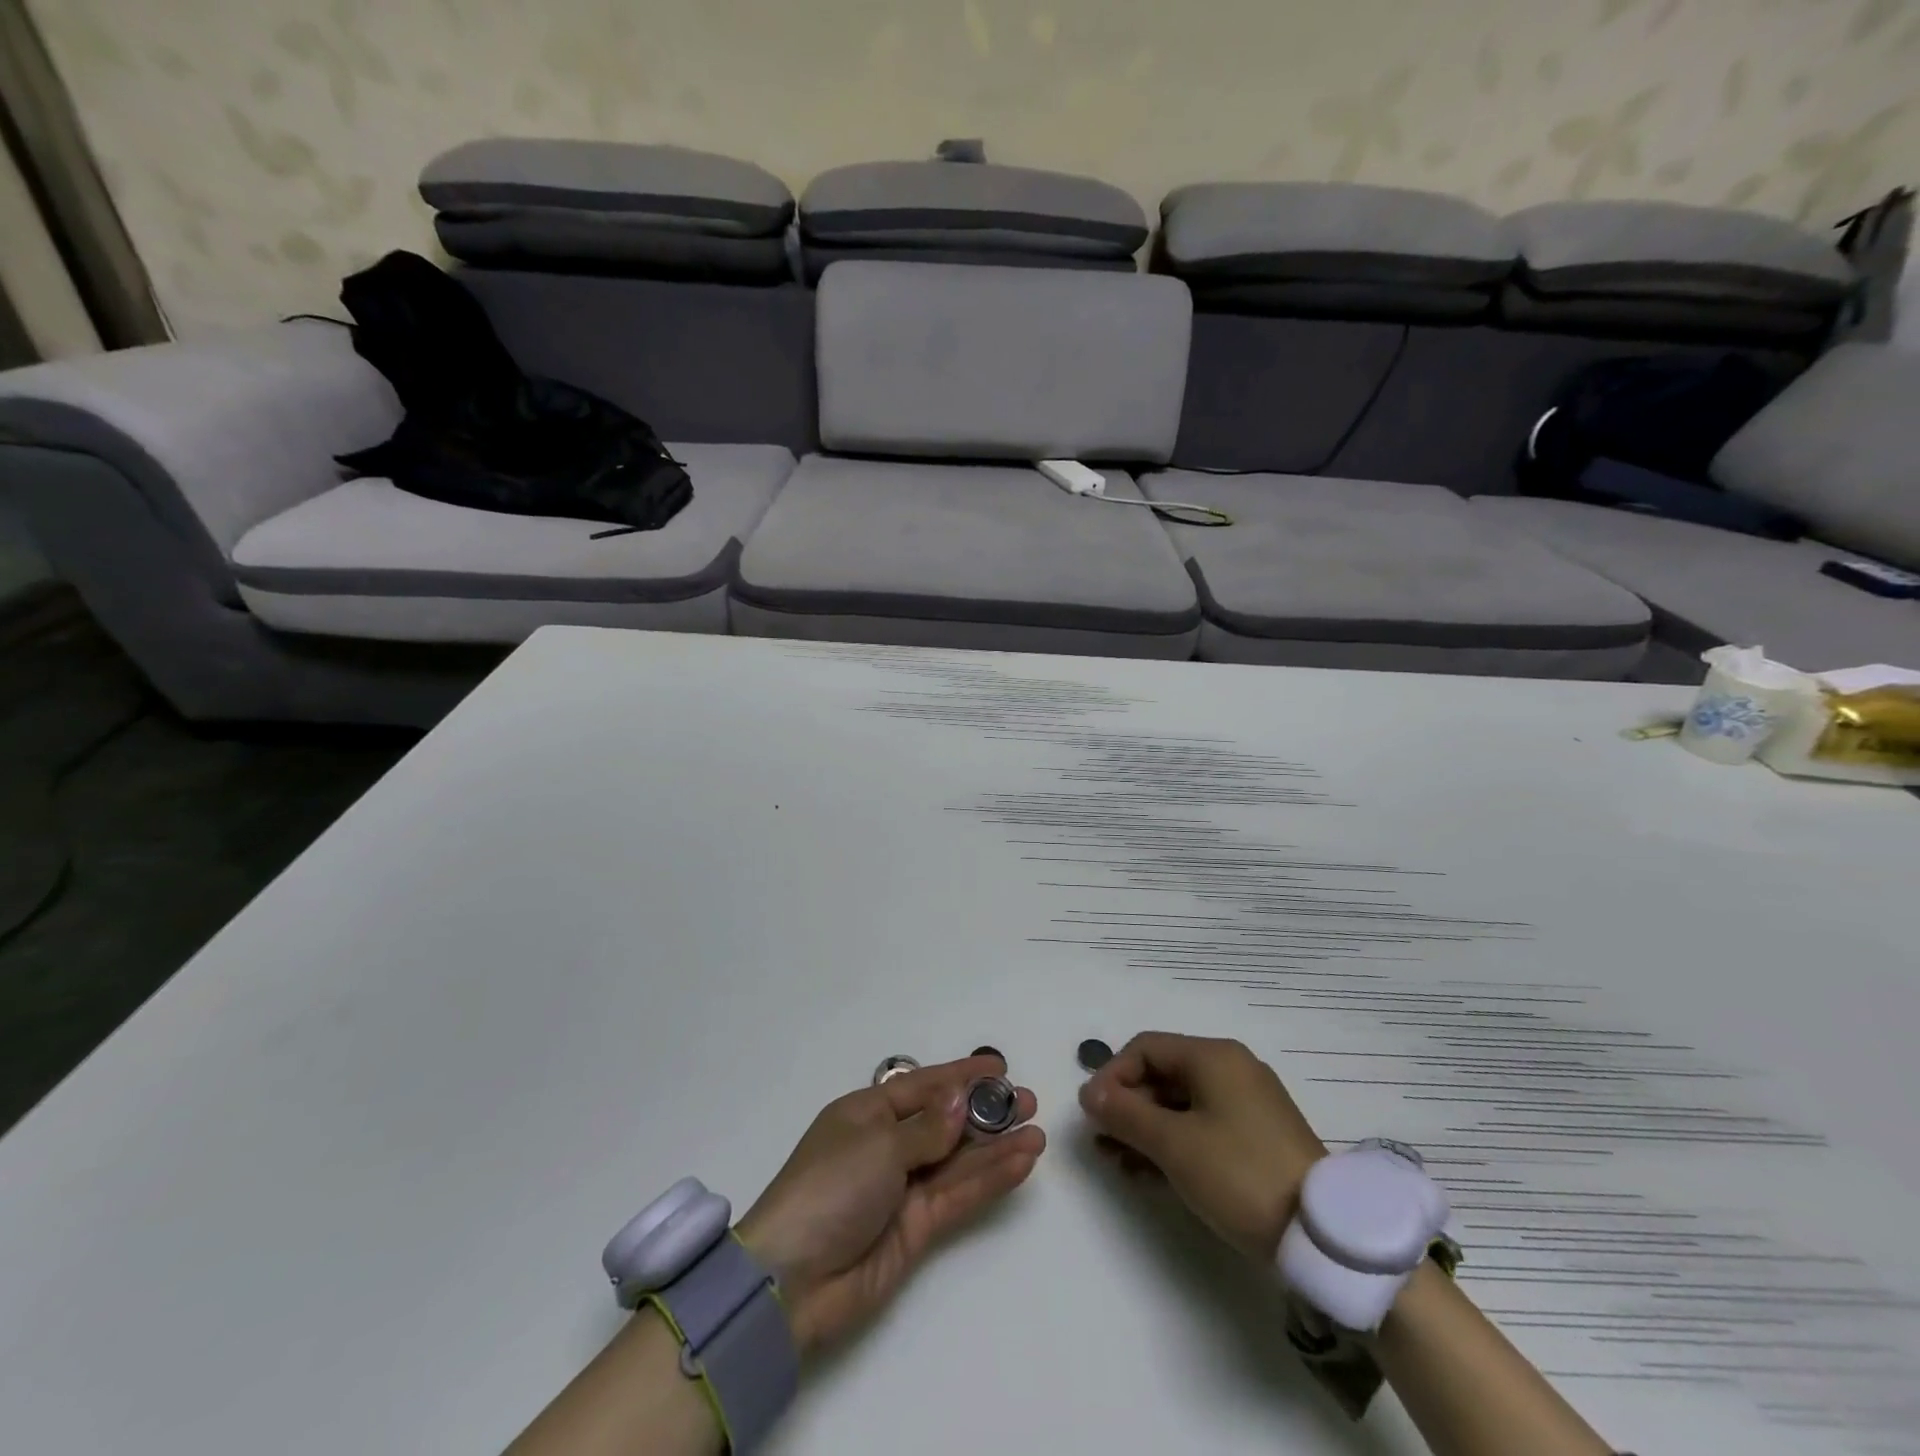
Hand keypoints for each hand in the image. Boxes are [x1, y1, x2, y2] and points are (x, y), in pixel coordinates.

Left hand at [735, 1053, 1044, 1356]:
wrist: (793, 1281)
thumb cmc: (829, 1188)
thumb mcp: (877, 1145)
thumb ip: (927, 1128)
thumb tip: (959, 1102)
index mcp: (867, 1113)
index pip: (922, 1086)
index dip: (960, 1076)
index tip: (999, 1067)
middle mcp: (887, 1145)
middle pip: (945, 1122)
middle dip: (986, 1112)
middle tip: (1029, 1102)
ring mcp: (903, 1188)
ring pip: (958, 1160)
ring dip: (996, 1147)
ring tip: (1036, 1134)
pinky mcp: (917, 1228)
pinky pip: (958, 1194)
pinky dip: (989, 1179)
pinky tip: (1020, 1163)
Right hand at [1079, 1032, 1326, 1261]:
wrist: (1323, 1235)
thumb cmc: (1239, 1173)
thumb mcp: (1173, 1144)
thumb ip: (1125, 1113)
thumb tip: (1089, 1093)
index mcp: (1213, 1056)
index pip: (1146, 1048)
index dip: (1112, 1075)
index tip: (1092, 1113)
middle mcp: (1232, 1068)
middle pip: (1163, 1074)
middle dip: (1127, 1107)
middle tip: (1101, 1142)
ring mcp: (1249, 1103)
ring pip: (1181, 1104)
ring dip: (1146, 1129)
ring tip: (1119, 1163)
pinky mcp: (1259, 1137)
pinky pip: (1203, 1126)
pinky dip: (1174, 1142)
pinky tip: (1152, 1173)